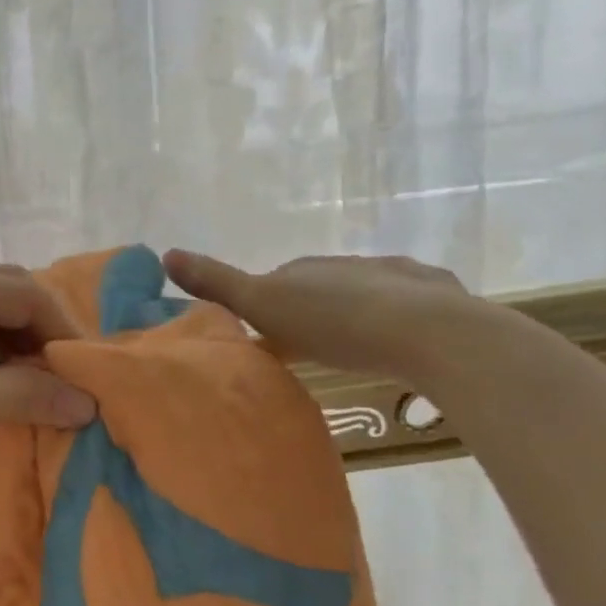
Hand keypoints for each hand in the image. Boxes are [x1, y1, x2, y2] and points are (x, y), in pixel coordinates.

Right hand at [163, 249, 486, 385]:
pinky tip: (402, 348)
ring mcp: (399, 278)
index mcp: (308, 268)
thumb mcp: (263, 304)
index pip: (279, 280)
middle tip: (307, 349)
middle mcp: (351, 265)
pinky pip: (411, 309)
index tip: (266, 336)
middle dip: (313, 312)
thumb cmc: (335, 321)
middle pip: (322, 288)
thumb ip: (217, 283)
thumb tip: (166, 252)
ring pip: (367, 296)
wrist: (429, 332)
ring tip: (353, 352)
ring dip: (357, 317)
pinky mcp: (439, 299)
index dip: (269, 305)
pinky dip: (401, 325)